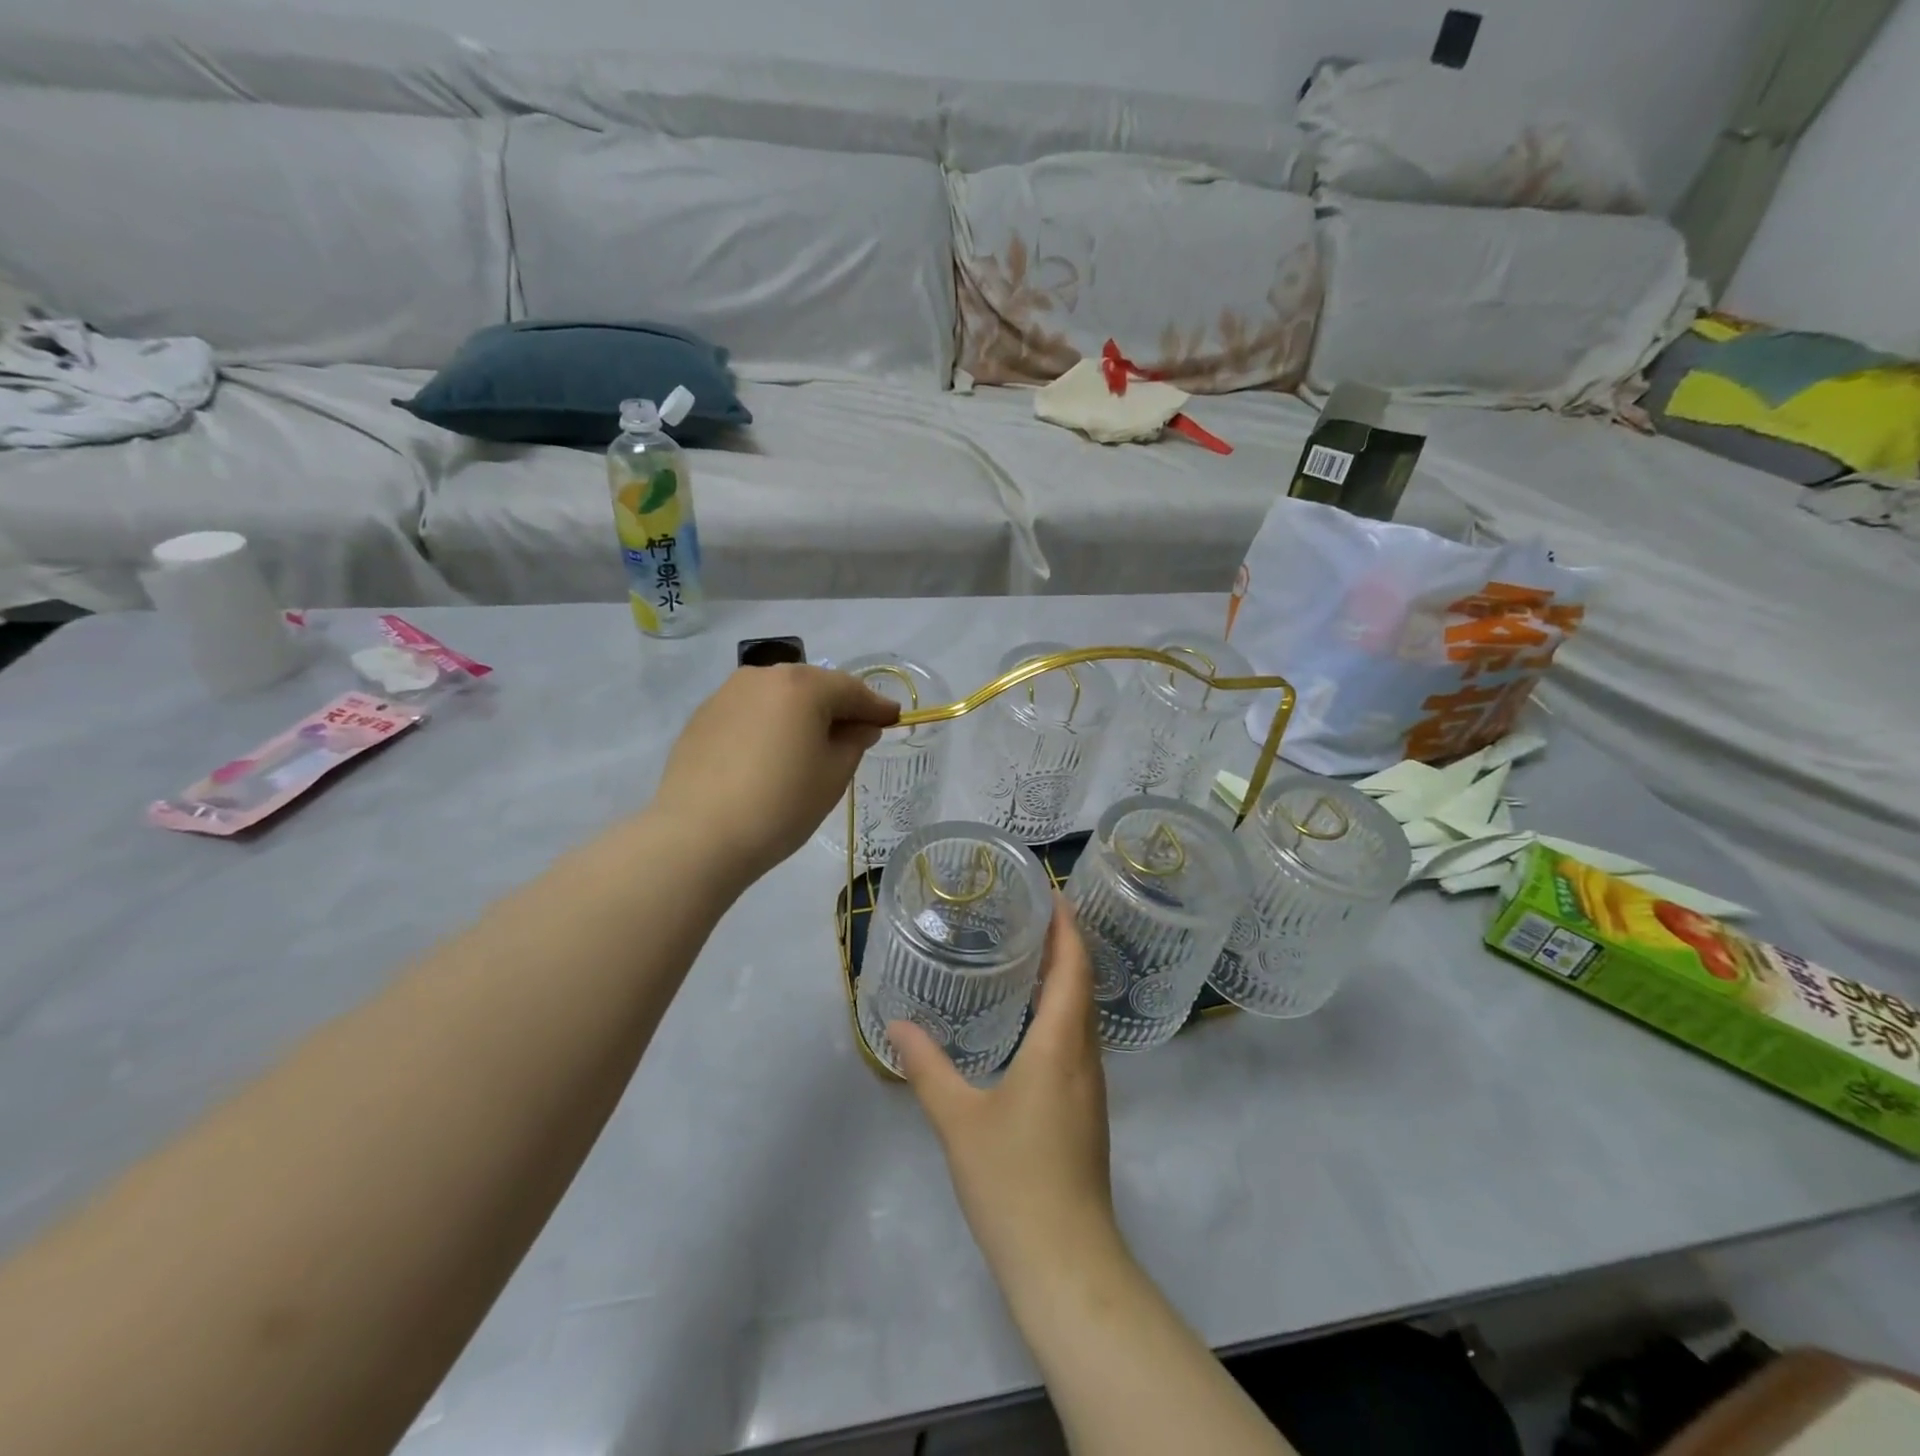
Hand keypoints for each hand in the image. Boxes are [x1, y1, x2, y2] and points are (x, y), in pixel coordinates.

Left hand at [652, 665, 899, 883]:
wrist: (698, 836)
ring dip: (800, 714)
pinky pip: (750, 713)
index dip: (876, 707)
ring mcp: (727, 694)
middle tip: (855, 733)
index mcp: (802, 685)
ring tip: (811, 745)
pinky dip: (769, 725)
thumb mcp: (833, 775)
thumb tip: (860, 725)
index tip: (894, 719)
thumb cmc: (781, 805)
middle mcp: (763, 676)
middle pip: (813, 686)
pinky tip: (770, 754)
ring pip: (778, 697)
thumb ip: (854, 741)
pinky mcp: (702, 717)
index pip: (851, 690)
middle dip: (837, 707)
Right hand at [891, 899, 1120, 1280]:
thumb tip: (897, 1024)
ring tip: (1031, 955)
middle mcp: (1084, 1057)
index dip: (1068, 927)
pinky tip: (1032, 1021)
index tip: (1054, 892)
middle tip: (1032, 914)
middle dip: (1066, 944)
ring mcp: (1090, 1087)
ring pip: (1084, 1014)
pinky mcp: (1086, 1111)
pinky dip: (1062, 1012)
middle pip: (1084, 985)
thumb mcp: (959, 1119)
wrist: (1066, 1262)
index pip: (1074, 968)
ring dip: (1067, 978)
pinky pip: (1078, 1040)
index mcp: (1060, 1045)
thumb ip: (927, 1068)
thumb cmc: (1014, 1180)